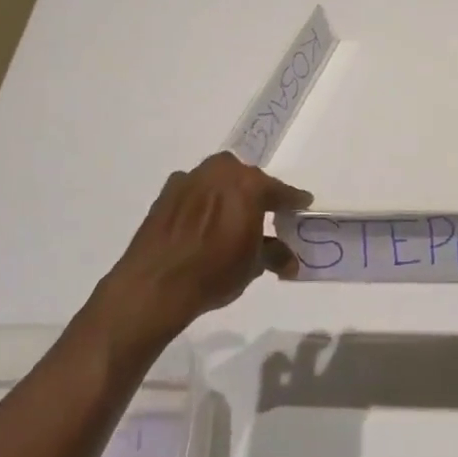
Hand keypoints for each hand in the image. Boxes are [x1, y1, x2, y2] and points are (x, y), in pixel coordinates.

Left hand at [98, 153, 311, 345]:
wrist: (155, 284)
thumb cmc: (214, 271)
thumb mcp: (253, 265)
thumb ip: (275, 254)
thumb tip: (291, 261)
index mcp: (248, 184)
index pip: (279, 190)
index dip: (292, 200)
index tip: (302, 204)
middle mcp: (219, 172)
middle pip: (246, 178)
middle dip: (256, 193)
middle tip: (264, 212)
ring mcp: (189, 180)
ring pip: (217, 180)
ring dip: (227, 194)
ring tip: (231, 218)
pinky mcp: (165, 194)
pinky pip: (194, 191)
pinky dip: (202, 202)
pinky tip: (202, 223)